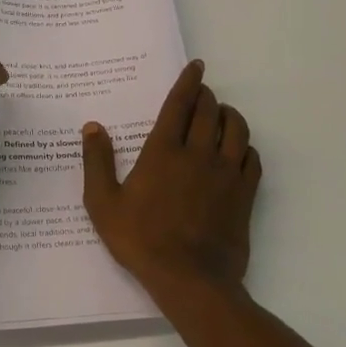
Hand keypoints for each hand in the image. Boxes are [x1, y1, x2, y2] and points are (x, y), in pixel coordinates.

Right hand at [82, 60, 261, 299]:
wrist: (190, 279)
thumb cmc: (141, 240)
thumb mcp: (103, 204)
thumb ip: (97, 162)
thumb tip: (92, 127)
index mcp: (163, 152)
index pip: (180, 105)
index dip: (188, 82)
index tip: (196, 66)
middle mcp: (198, 153)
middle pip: (210, 111)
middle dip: (206, 95)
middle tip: (202, 93)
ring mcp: (226, 173)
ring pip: (236, 129)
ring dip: (230, 114)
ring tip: (222, 114)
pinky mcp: (244, 193)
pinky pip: (252, 157)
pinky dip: (246, 145)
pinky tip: (239, 149)